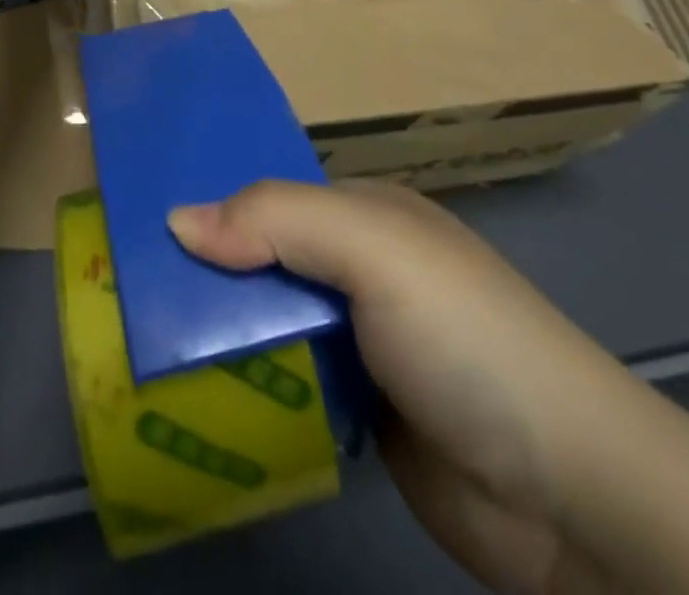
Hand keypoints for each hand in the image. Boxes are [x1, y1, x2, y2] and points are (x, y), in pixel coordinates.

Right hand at [169, 181, 629, 594]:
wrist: (567, 493)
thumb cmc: (464, 336)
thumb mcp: (373, 250)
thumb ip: (277, 219)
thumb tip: (177, 219)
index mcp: (365, 214)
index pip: (270, 195)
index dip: (212, 205)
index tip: (140, 225)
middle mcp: (358, 268)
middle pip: (262, 258)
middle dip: (203, 273)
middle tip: (122, 293)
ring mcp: (358, 342)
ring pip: (267, 323)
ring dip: (216, 334)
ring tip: (136, 345)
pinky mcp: (355, 410)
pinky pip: (283, 383)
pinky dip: (244, 386)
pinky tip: (190, 397)